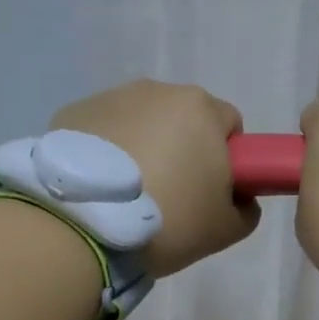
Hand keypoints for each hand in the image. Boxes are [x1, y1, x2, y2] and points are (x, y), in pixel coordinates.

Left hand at [51, 79, 259, 277]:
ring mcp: (110, 98)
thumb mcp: (226, 228)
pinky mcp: (71, 113)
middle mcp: (157, 91)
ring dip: (144, 149)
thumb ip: (246, 208)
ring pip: (142, 123)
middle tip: (174, 197)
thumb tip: (239, 197)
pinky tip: (101, 189)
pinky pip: (105, 132)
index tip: (213, 191)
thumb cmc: (169, 220)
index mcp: (201, 109)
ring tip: (131, 196)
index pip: (230, 126)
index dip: (229, 159)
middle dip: (184, 150)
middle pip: (184, 119)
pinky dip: (108, 153)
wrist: (83, 226)